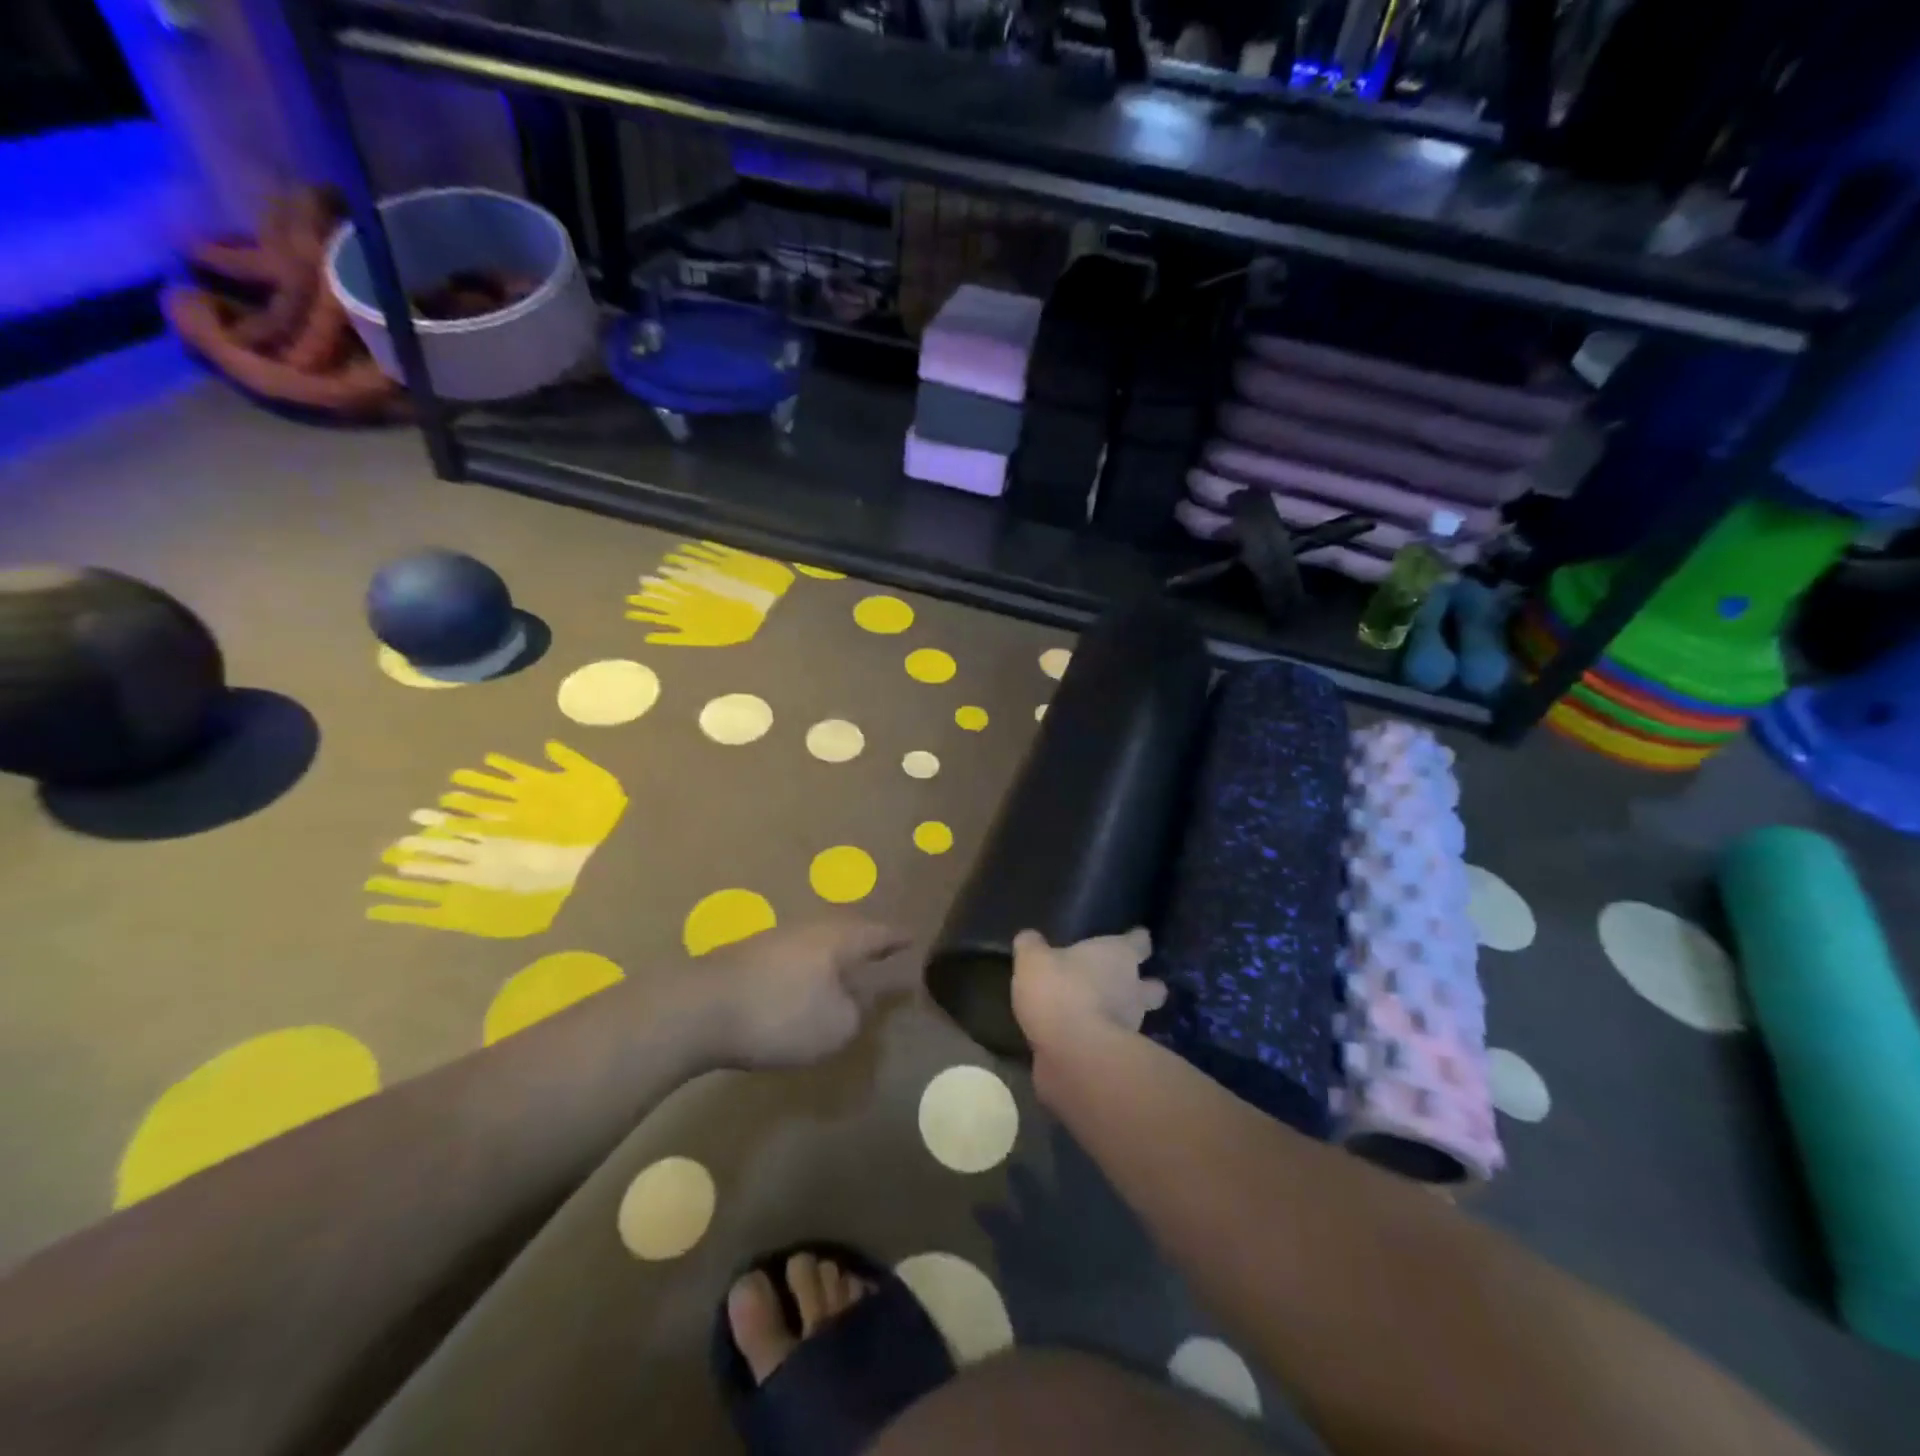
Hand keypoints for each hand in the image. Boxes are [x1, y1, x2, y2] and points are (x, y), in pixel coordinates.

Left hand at [704, 919, 913, 1068]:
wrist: (699, 1009)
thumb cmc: (780, 1015)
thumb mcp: (835, 1026)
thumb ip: (856, 1011)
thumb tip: (859, 999)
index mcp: (838, 939)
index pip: (878, 933)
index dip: (897, 938)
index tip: (914, 938)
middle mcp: (810, 929)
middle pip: (846, 932)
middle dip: (864, 943)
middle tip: (882, 952)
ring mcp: (775, 939)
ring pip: (816, 943)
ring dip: (833, 957)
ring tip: (844, 971)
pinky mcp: (747, 957)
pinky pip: (792, 958)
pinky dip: (806, 970)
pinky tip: (802, 985)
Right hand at [1011, 928, 1166, 1053]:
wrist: (1073, 1054)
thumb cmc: (1059, 991)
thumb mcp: (1033, 960)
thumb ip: (1032, 946)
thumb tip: (1029, 938)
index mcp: (1119, 956)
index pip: (1139, 941)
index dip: (1136, 939)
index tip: (1135, 938)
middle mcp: (1134, 989)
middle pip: (1153, 986)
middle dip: (1145, 985)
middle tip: (1127, 983)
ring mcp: (1132, 1026)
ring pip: (1138, 1016)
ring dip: (1125, 1015)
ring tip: (1102, 1014)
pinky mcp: (1120, 1057)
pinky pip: (1116, 1043)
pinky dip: (1106, 1040)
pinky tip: (1086, 1040)